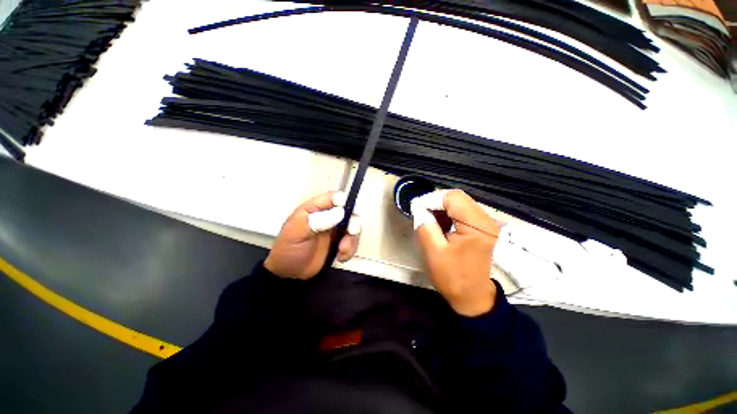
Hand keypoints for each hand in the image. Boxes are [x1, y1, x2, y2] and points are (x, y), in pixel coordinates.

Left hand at [264, 191, 360, 279]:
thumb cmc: (288, 250)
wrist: (289, 275)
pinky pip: (353, 242)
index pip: (331, 198)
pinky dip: (351, 249)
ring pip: (353, 227)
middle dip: (353, 221)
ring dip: (352, 238)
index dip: (343, 200)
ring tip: (342, 250)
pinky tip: (341, 257)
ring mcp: (335, 231)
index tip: (351, 209)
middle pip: (348, 211)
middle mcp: (328, 217)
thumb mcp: (296, 233)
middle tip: (351, 230)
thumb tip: (339, 212)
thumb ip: (317, 221)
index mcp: (314, 209)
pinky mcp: (340, 243)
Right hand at [412, 189, 500, 316]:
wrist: (472, 296)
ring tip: (428, 221)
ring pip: (457, 202)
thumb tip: (418, 207)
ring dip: (440, 209)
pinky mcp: (480, 226)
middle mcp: (485, 219)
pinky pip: (460, 211)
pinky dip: (446, 214)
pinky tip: (439, 225)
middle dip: (435, 203)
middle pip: (456, 197)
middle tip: (421, 215)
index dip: (431, 199)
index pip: (452, 197)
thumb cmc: (453, 277)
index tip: (417, 209)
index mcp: (477, 225)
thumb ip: (424, 225)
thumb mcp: (433, 251)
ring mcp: (484, 222)